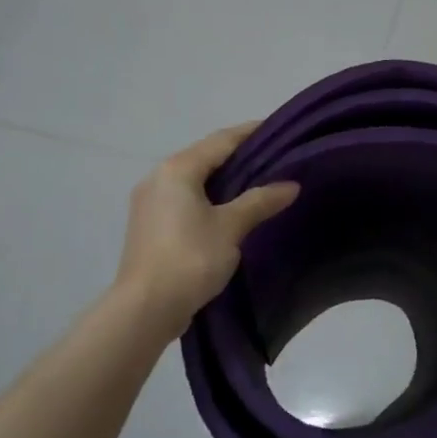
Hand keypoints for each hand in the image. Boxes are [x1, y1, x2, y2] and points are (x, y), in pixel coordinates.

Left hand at [117, 123, 298, 337]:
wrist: (145, 308)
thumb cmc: (190, 259)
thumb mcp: (230, 227)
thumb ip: (260, 201)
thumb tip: (291, 185)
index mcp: (177, 169)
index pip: (221, 140)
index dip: (250, 133)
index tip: (278, 129)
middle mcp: (158, 177)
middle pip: (205, 157)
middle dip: (238, 156)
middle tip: (274, 158)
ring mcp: (149, 202)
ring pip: (193, 179)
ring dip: (223, 179)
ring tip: (257, 183)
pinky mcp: (149, 225)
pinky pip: (184, 199)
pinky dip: (208, 197)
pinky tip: (229, 209)